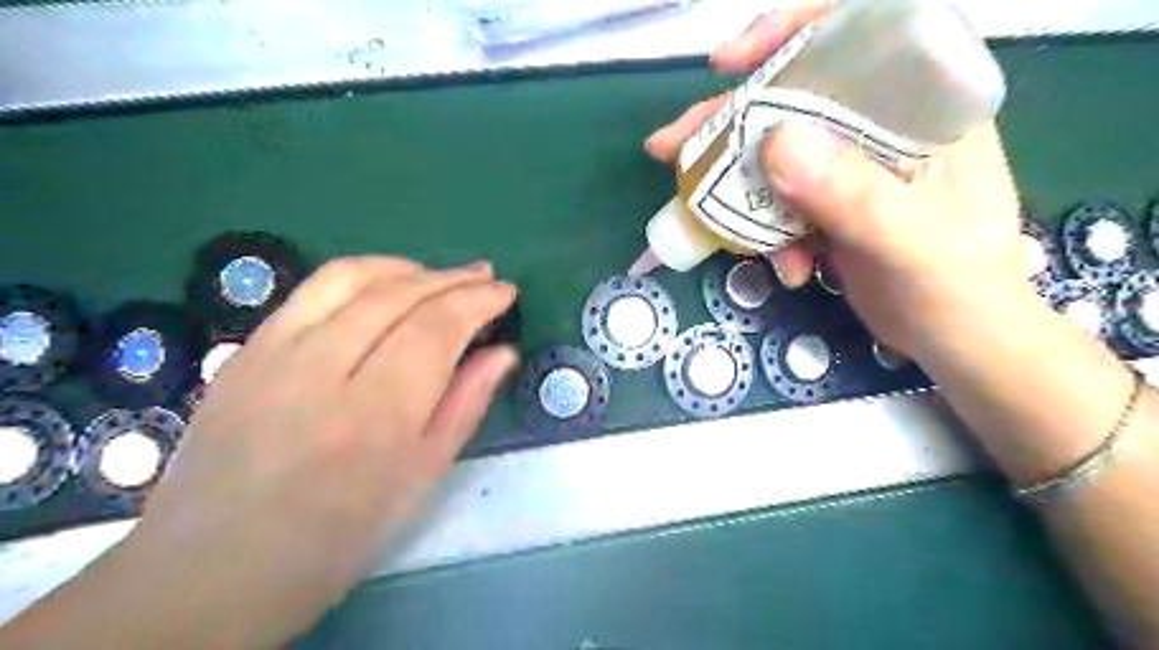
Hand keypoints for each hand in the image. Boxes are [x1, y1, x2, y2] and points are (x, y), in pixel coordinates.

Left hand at [126, 256, 515, 644]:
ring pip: (351, 277)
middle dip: (452, 278)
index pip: (436, 328)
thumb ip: (466, 404)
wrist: (219, 566)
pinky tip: (384, 287)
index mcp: (375, 416)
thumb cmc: (341, 534)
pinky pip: (312, 290)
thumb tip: (502, 352)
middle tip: (485, 276)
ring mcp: (273, 353)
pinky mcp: (245, 349)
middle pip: (399, 295)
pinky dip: (361, 276)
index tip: (505, 292)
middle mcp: (321, 371)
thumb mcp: (421, 477)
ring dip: (407, 268)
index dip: (477, 300)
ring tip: (439, 277)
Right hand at [648, 3, 1025, 356]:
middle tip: (672, 147)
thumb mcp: (911, 242)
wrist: (959, 344)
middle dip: (729, 125)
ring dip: (739, 191)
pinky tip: (787, 268)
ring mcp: (851, 169)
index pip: (856, 36)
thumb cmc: (960, 288)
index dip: (788, 35)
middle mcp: (883, 127)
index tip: (729, 64)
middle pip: (794, 101)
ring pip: (776, 156)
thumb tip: (773, 143)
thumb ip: (852, 193)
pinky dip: (768, 235)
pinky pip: (780, 204)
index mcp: (923, 106)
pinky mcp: (830, 207)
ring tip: (705, 220)